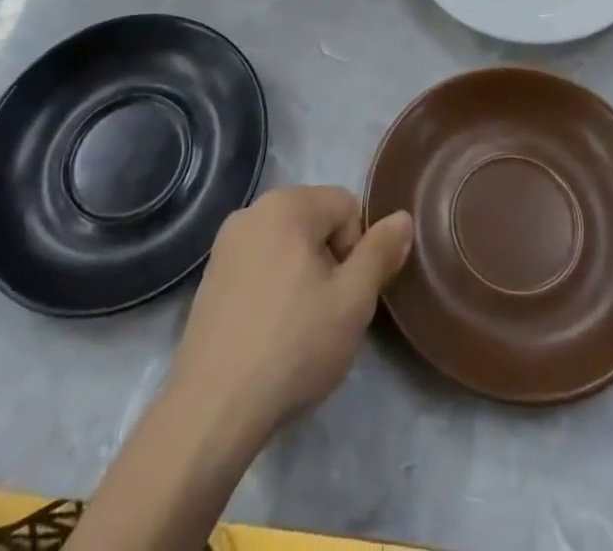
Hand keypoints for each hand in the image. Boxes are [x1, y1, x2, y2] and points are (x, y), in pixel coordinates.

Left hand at [167, 186, 412, 441]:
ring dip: (302, 274)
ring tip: (299, 326)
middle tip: (327, 312)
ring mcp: (225, 243)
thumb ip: (381, 252)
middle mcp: (253, 210)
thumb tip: (402, 218)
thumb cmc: (293, 345)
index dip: (357, 249)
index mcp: (287, 204)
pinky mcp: (210, 276)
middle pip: (315, 220)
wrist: (213, 408)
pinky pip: (259, 264)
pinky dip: (272, 287)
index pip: (346, 206)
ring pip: (287, 244)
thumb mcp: (353, 300)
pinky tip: (269, 332)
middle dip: (330, 259)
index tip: (347, 294)